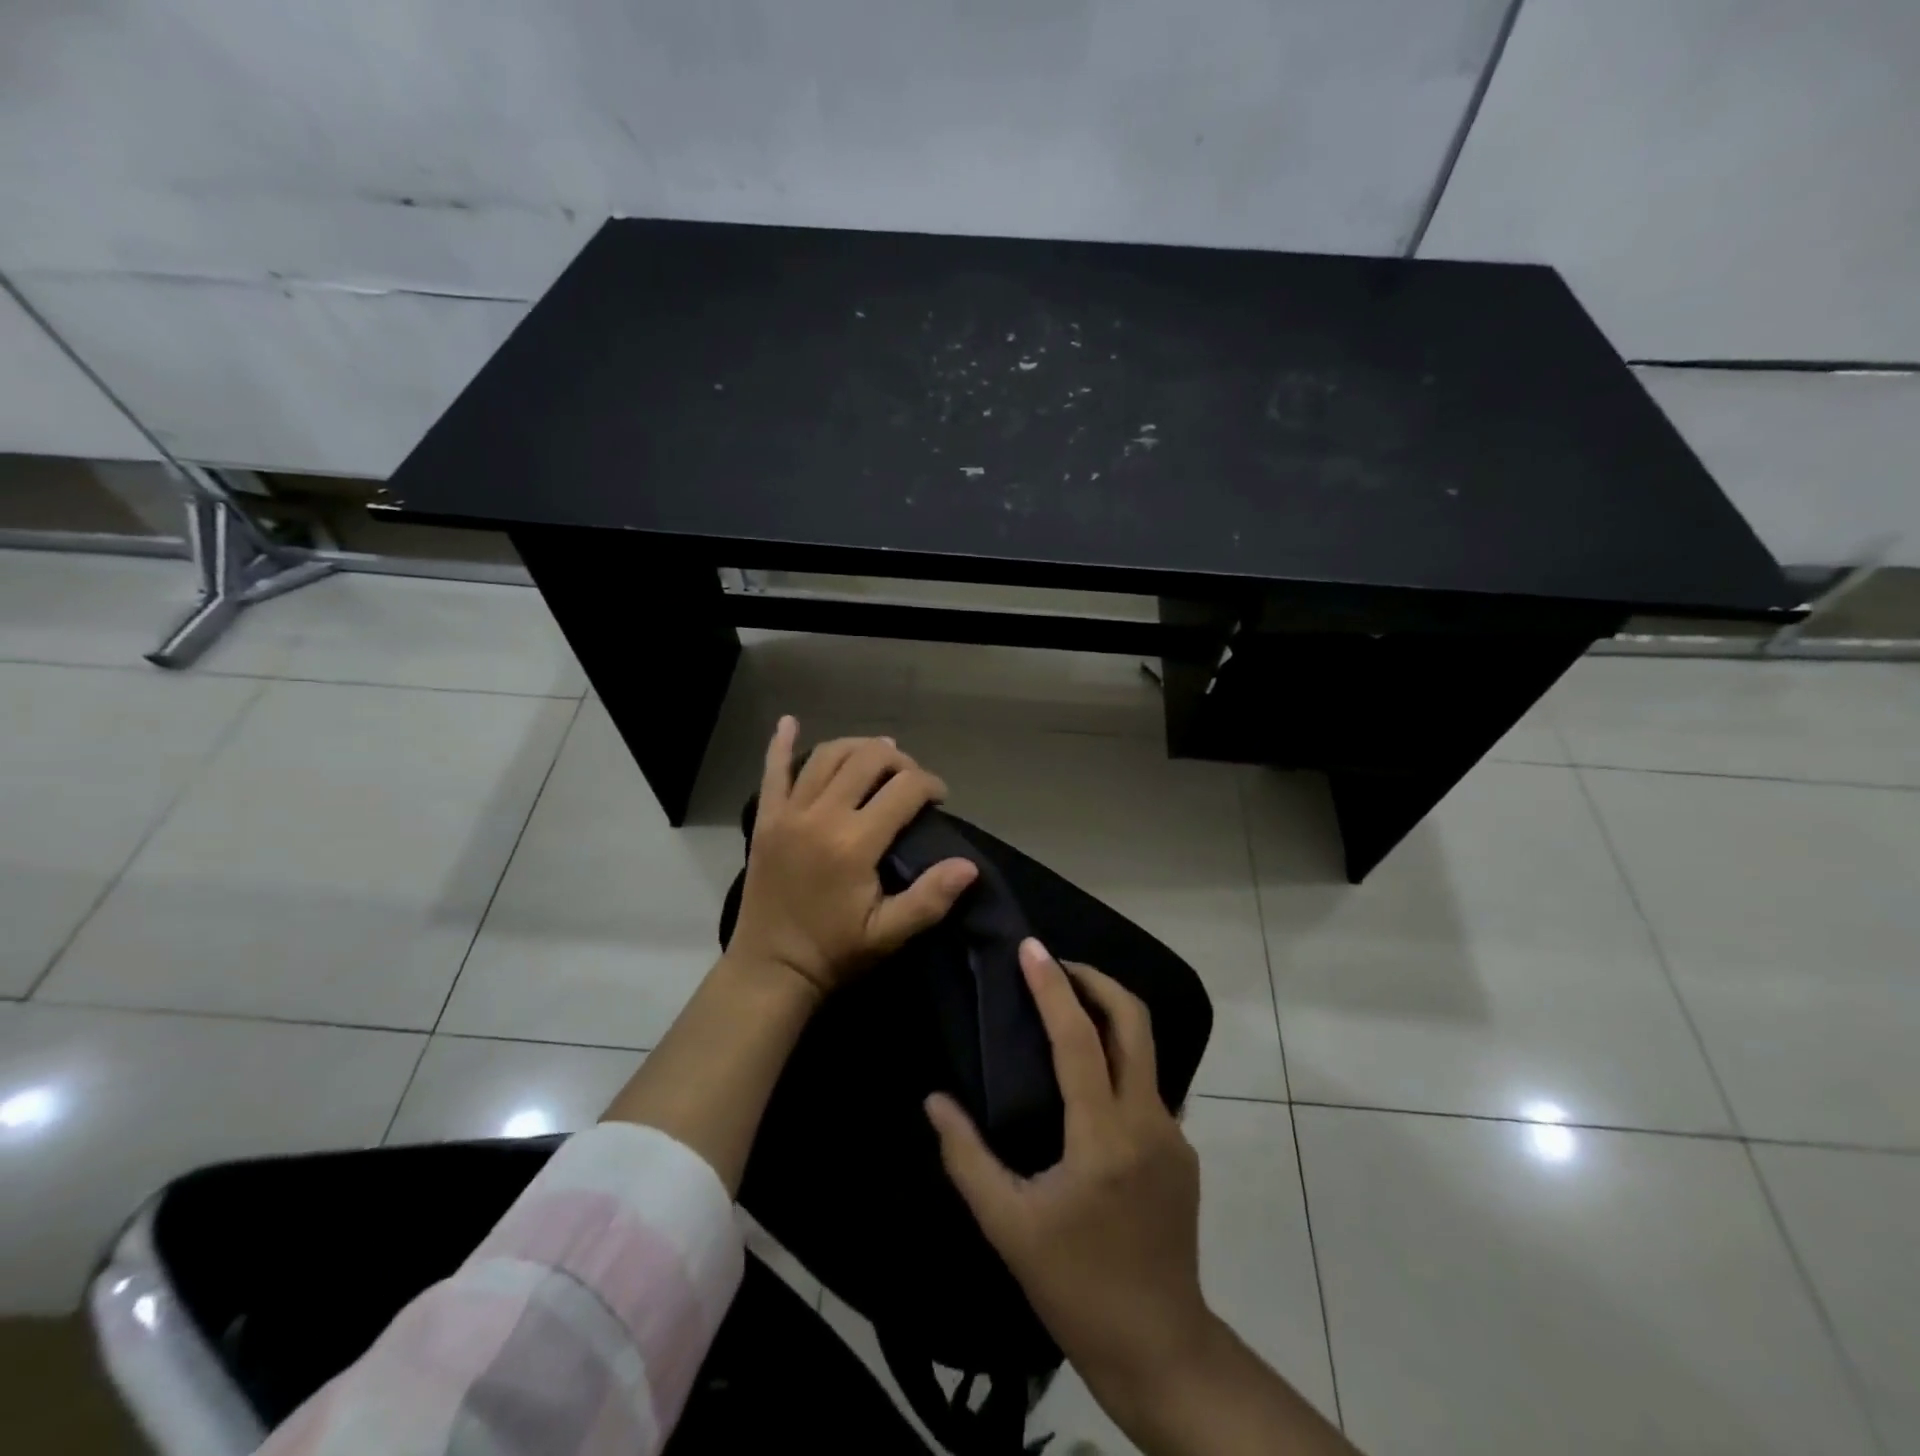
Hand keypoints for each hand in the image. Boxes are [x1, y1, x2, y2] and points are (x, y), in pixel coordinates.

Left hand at [726, 718, 979, 1000]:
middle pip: (867, 760)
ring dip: (857, 747)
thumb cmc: (834, 952)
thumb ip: (929, 898)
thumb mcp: (888, 934)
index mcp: (854, 843)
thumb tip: (969, 865)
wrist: (771, 968)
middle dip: (899, 760)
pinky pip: (772, 771)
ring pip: (827, 756)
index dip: (930, 785)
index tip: (939, 798)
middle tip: (911, 780)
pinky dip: (781, 744)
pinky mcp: (766, 818)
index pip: (904, 789)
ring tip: (878, 754)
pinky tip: (789, 722)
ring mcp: (788, 813)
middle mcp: (821, 816)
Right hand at [925, 940, 1215, 1408]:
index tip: (1030, 948)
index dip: (1052, 987)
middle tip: (1055, 965)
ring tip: (1065, 1008)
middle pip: (1133, 1021)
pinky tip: (1087, 1079)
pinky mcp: (1183, 1150)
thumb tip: (934, 1101)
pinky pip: (1147, 1084)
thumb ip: (966, 1157)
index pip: (1078, 1038)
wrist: (1161, 1347)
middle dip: (1096, 979)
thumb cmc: (1075, 1286)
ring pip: (1145, 1048)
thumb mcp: (1007, 1226)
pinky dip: (1117, 1058)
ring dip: (1108, 1014)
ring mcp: (1173, 1133)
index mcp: (1102, 1136)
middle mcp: (1146, 1120)